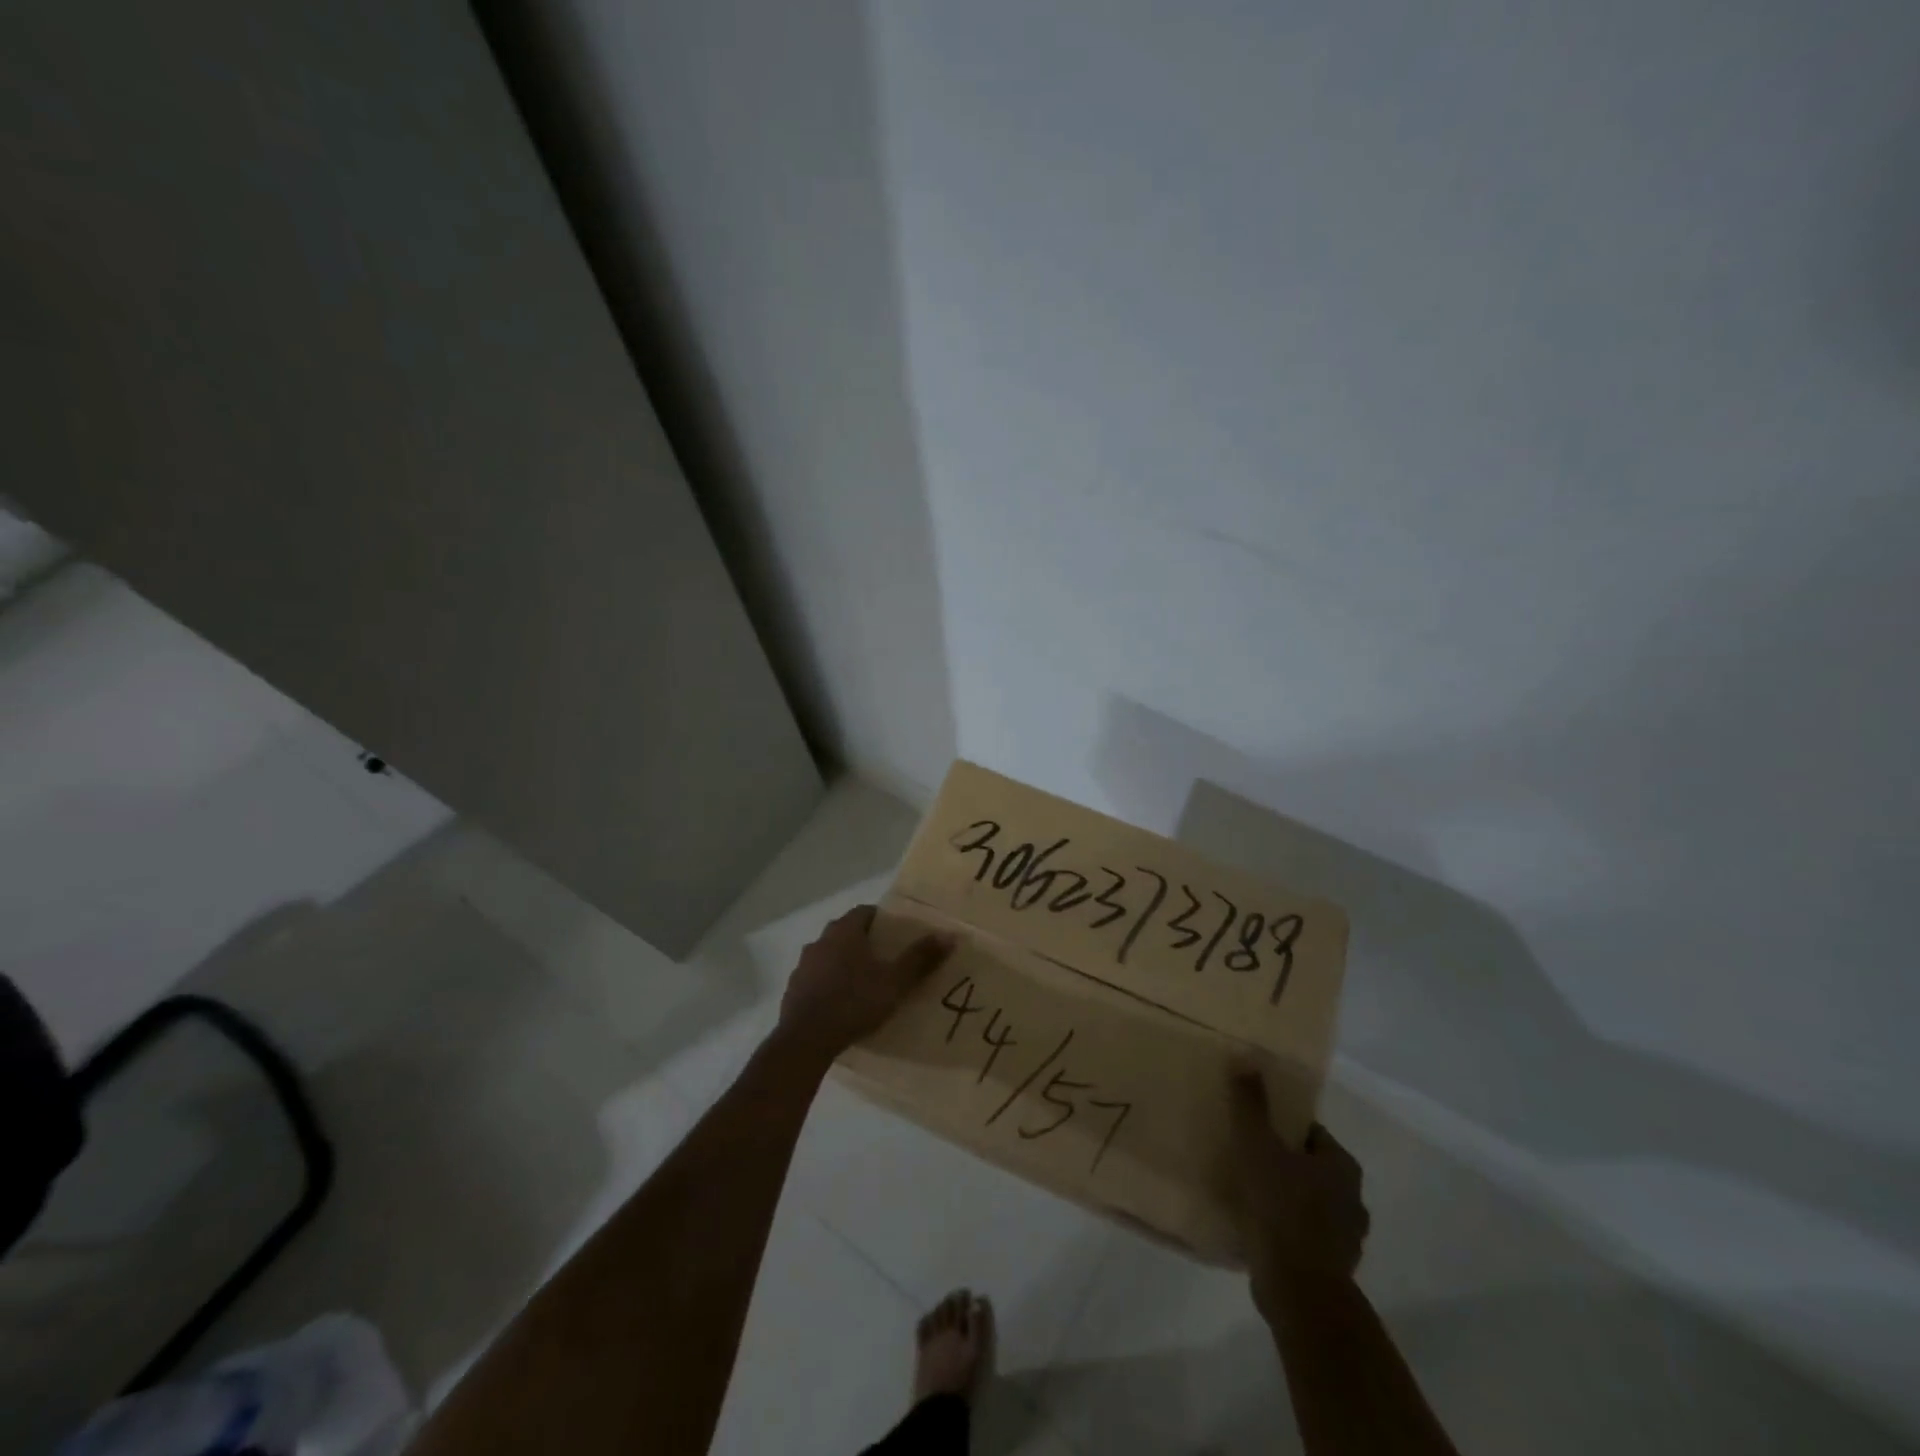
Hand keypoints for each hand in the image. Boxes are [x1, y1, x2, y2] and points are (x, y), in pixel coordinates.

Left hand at [776, 905, 954, 1060]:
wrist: (805, 1040)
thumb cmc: (854, 1002)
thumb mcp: (894, 982)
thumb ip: (920, 958)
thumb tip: (949, 935)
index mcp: (844, 931)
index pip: (864, 912)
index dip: (882, 920)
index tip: (898, 934)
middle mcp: (820, 941)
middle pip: (846, 933)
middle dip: (865, 942)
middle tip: (886, 959)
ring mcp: (803, 966)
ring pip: (829, 956)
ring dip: (845, 963)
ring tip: (865, 983)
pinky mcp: (793, 990)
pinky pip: (817, 979)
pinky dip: (830, 984)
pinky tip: (843, 1004)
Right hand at [1226, 1063, 1369, 1308]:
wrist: (1299, 1291)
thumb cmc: (1281, 1208)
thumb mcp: (1257, 1146)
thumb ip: (1251, 1104)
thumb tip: (1245, 1058)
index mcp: (1342, 1166)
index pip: (1311, 1133)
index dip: (1282, 1128)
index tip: (1255, 1130)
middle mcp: (1353, 1200)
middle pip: (1312, 1169)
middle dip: (1285, 1163)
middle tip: (1249, 1159)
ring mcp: (1346, 1239)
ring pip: (1311, 1205)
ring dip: (1287, 1200)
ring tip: (1250, 1194)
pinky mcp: (1331, 1269)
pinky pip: (1305, 1237)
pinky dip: (1287, 1230)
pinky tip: (1259, 1228)